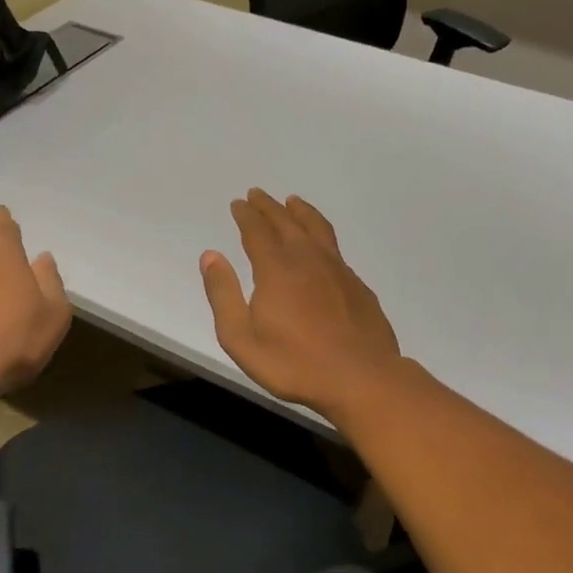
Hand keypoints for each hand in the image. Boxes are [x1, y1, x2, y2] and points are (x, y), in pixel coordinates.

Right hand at [199, 189, 404, 419]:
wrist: (361, 377)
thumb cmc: (294, 363)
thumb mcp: (241, 338)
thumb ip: (223, 295)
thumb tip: (210, 256)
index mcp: (276, 268)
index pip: (257, 231)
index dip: (246, 216)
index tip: (238, 203)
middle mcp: (307, 258)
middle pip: (286, 221)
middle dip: (268, 207)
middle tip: (257, 195)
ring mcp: (337, 269)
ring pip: (316, 228)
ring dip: (300, 211)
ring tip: (292, 201)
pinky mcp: (357, 284)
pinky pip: (334, 246)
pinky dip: (321, 233)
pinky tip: (321, 243)